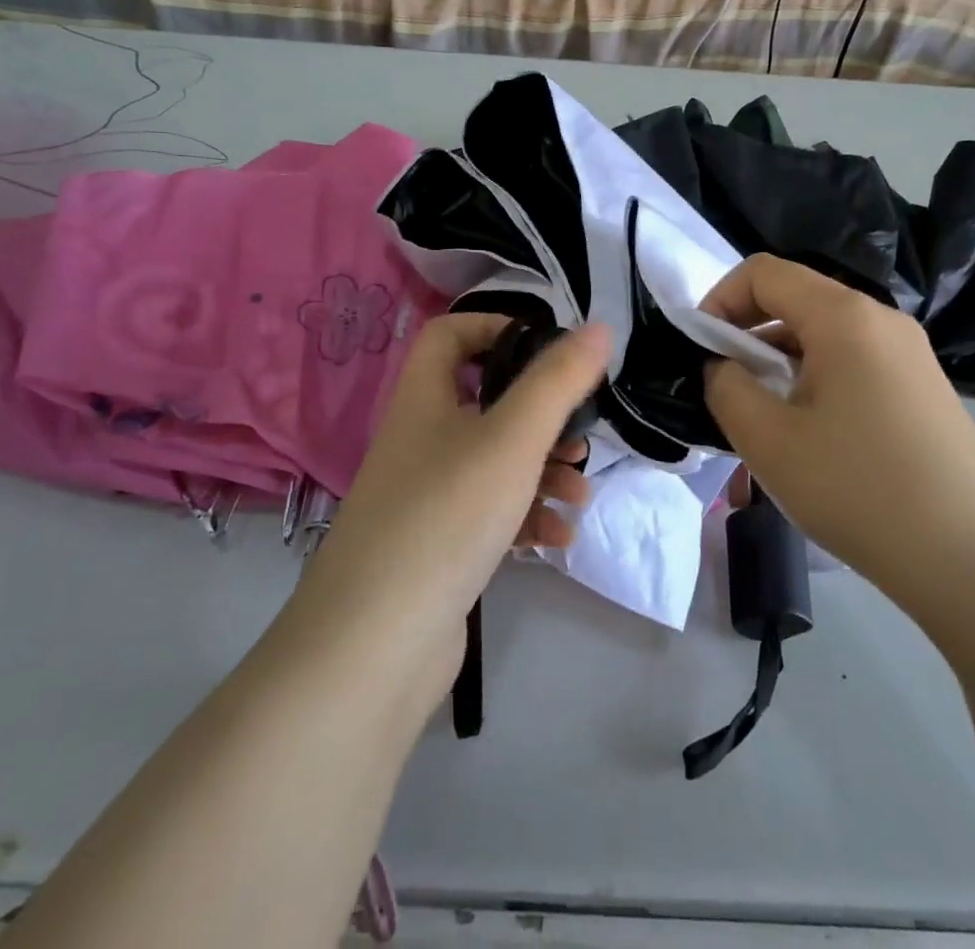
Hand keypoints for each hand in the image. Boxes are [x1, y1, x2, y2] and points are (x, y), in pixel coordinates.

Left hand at [297, 313, 611, 674]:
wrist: (375, 646)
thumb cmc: (447, 515)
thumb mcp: (513, 437)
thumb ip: (558, 380)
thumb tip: (598, 327)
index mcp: (424, 399)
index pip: (450, 335)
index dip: (496, 327)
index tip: (547, 350)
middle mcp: (421, 440)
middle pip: (487, 402)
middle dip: (543, 418)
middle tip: (579, 438)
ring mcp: (428, 496)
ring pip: (496, 462)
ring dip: (544, 472)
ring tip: (578, 496)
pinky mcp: (439, 545)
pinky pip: (491, 513)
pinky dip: (526, 517)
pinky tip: (557, 540)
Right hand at [701, 255, 974, 609]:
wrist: (974, 561)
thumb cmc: (859, 490)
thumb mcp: (768, 440)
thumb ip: (726, 387)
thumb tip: (724, 366)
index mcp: (844, 316)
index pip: (765, 272)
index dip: (720, 299)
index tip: (701, 349)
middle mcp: (882, 319)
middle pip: (797, 297)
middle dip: (748, 330)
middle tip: (727, 384)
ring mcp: (909, 352)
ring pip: (824, 331)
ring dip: (780, 356)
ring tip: (765, 413)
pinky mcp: (923, 386)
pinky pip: (853, 359)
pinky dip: (815, 375)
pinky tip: (811, 430)